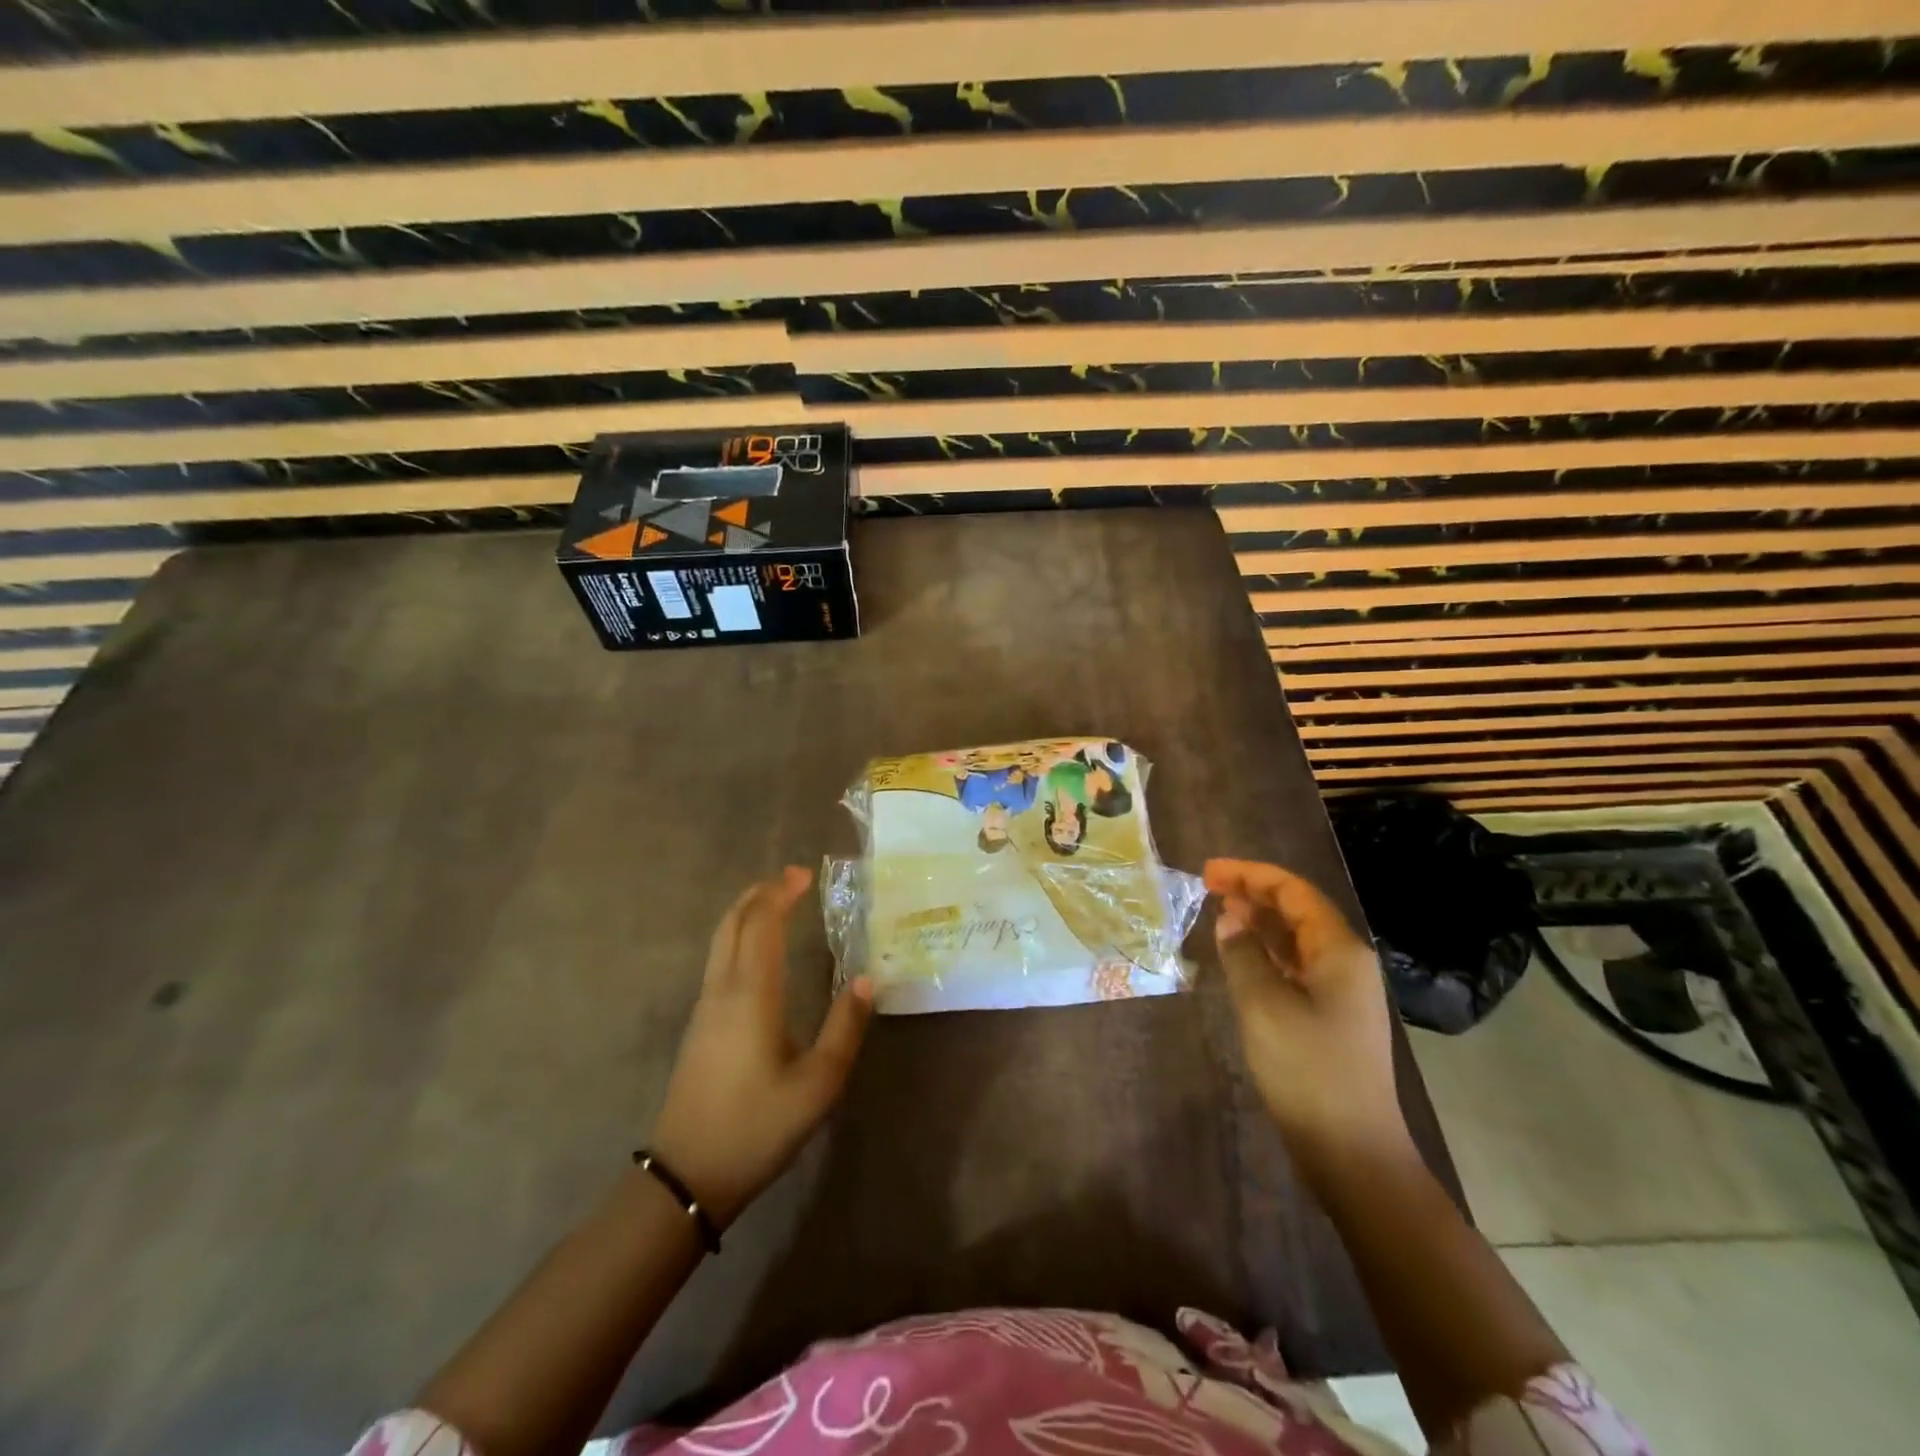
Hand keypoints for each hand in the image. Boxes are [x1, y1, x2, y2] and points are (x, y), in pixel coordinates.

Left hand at [650, 867, 873, 1227]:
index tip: (805, 874)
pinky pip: (718, 960)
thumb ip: (845, 1028)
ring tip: (777, 905)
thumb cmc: (757, 1126)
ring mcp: (705, 1008)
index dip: (782, 892)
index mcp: (752, 994)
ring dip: (747, 913)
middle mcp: (723, 990)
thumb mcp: (818, 1084)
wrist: (686, 1176)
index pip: (762, 923)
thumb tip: (867, 981)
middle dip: (761, 893)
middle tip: (792, 880)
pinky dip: (739, 937)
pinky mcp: (699, 1026)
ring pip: (721, 940)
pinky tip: (758, 953)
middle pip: (733, 923)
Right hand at [1205, 858, 1409, 1176]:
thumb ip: (1243, 954)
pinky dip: (1266, 953)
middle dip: (1253, 893)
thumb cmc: (1308, 1070)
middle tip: (1208, 886)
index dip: (1250, 875)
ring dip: (1259, 922)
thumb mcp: (1264, 1005)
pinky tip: (1241, 955)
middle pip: (1297, 911)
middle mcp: (1346, 963)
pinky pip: (1295, 967)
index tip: (1207, 872)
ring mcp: (1341, 992)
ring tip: (1219, 912)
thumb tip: (1230, 919)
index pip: (1293, 892)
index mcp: (1339, 951)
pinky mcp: (1330, 1017)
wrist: (1351, 1150)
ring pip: (1295, 939)